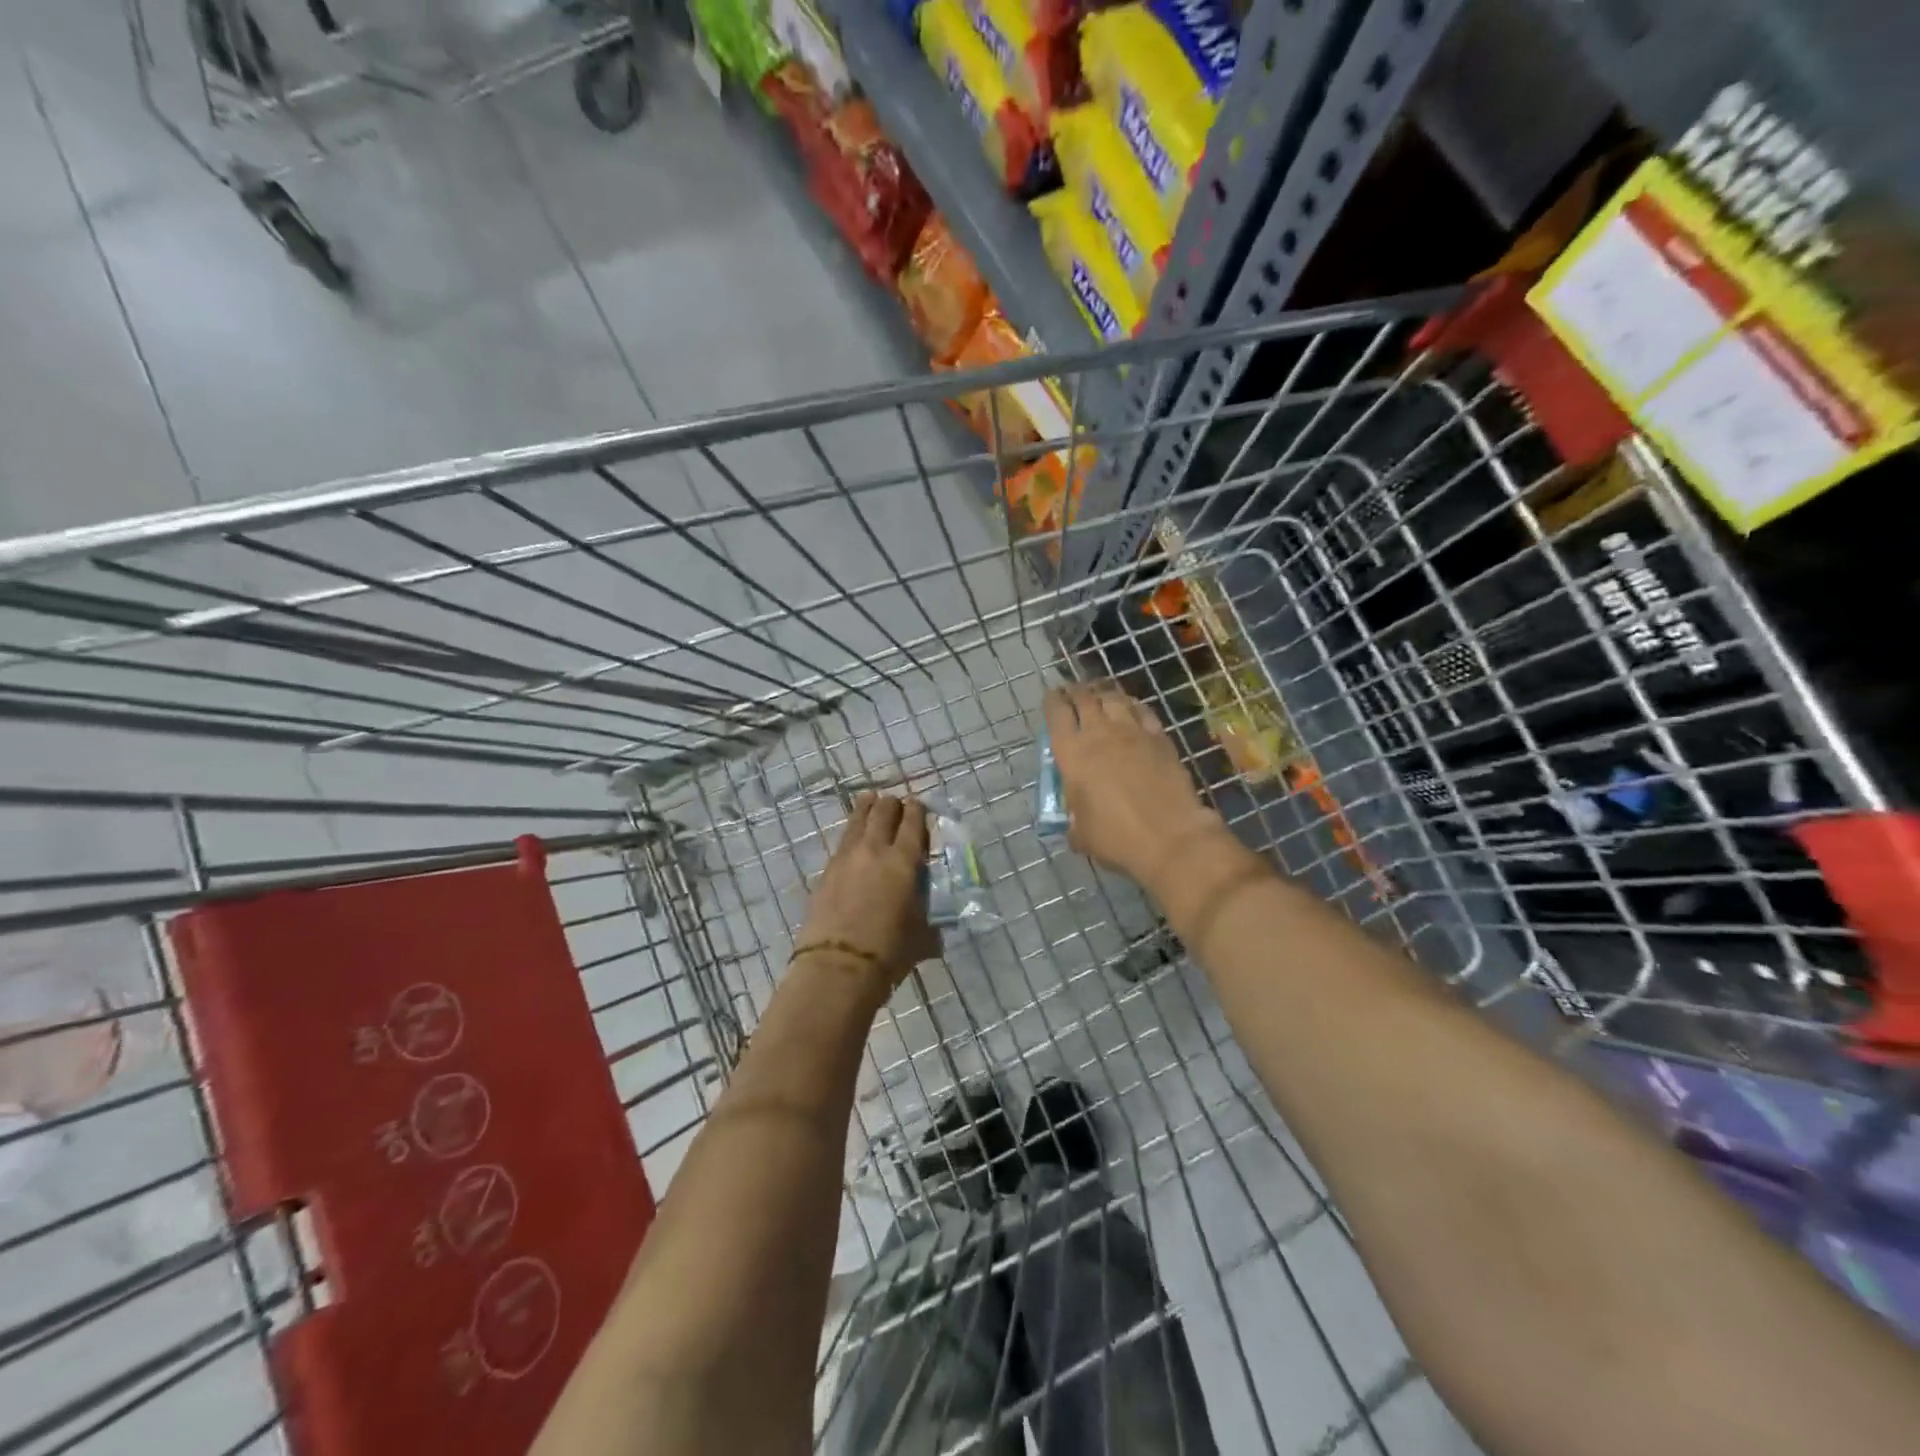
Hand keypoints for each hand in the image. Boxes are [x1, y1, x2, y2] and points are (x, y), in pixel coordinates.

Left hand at [794, 793, 938, 999]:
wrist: (837, 968)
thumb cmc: (888, 953)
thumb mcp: (922, 936)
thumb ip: (929, 920)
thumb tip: (934, 925)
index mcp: (904, 861)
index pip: (913, 822)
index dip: (917, 810)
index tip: (919, 806)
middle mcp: (875, 850)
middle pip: (883, 811)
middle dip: (892, 804)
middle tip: (897, 805)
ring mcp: (846, 857)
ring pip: (857, 819)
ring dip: (867, 807)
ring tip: (871, 801)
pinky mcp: (826, 871)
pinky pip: (843, 840)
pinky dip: (852, 832)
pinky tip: (854, 837)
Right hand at [1043, 684, 1223, 887]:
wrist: (1171, 837)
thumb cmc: (1117, 838)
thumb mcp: (1082, 834)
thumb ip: (1074, 821)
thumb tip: (1076, 823)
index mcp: (1072, 754)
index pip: (1056, 714)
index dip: (1052, 701)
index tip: (1051, 697)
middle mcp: (1099, 734)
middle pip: (1085, 698)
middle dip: (1075, 692)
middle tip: (1072, 692)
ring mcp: (1132, 732)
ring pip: (1114, 698)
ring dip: (1103, 694)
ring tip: (1099, 696)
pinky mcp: (1160, 738)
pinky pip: (1141, 710)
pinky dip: (1131, 705)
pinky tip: (1130, 709)